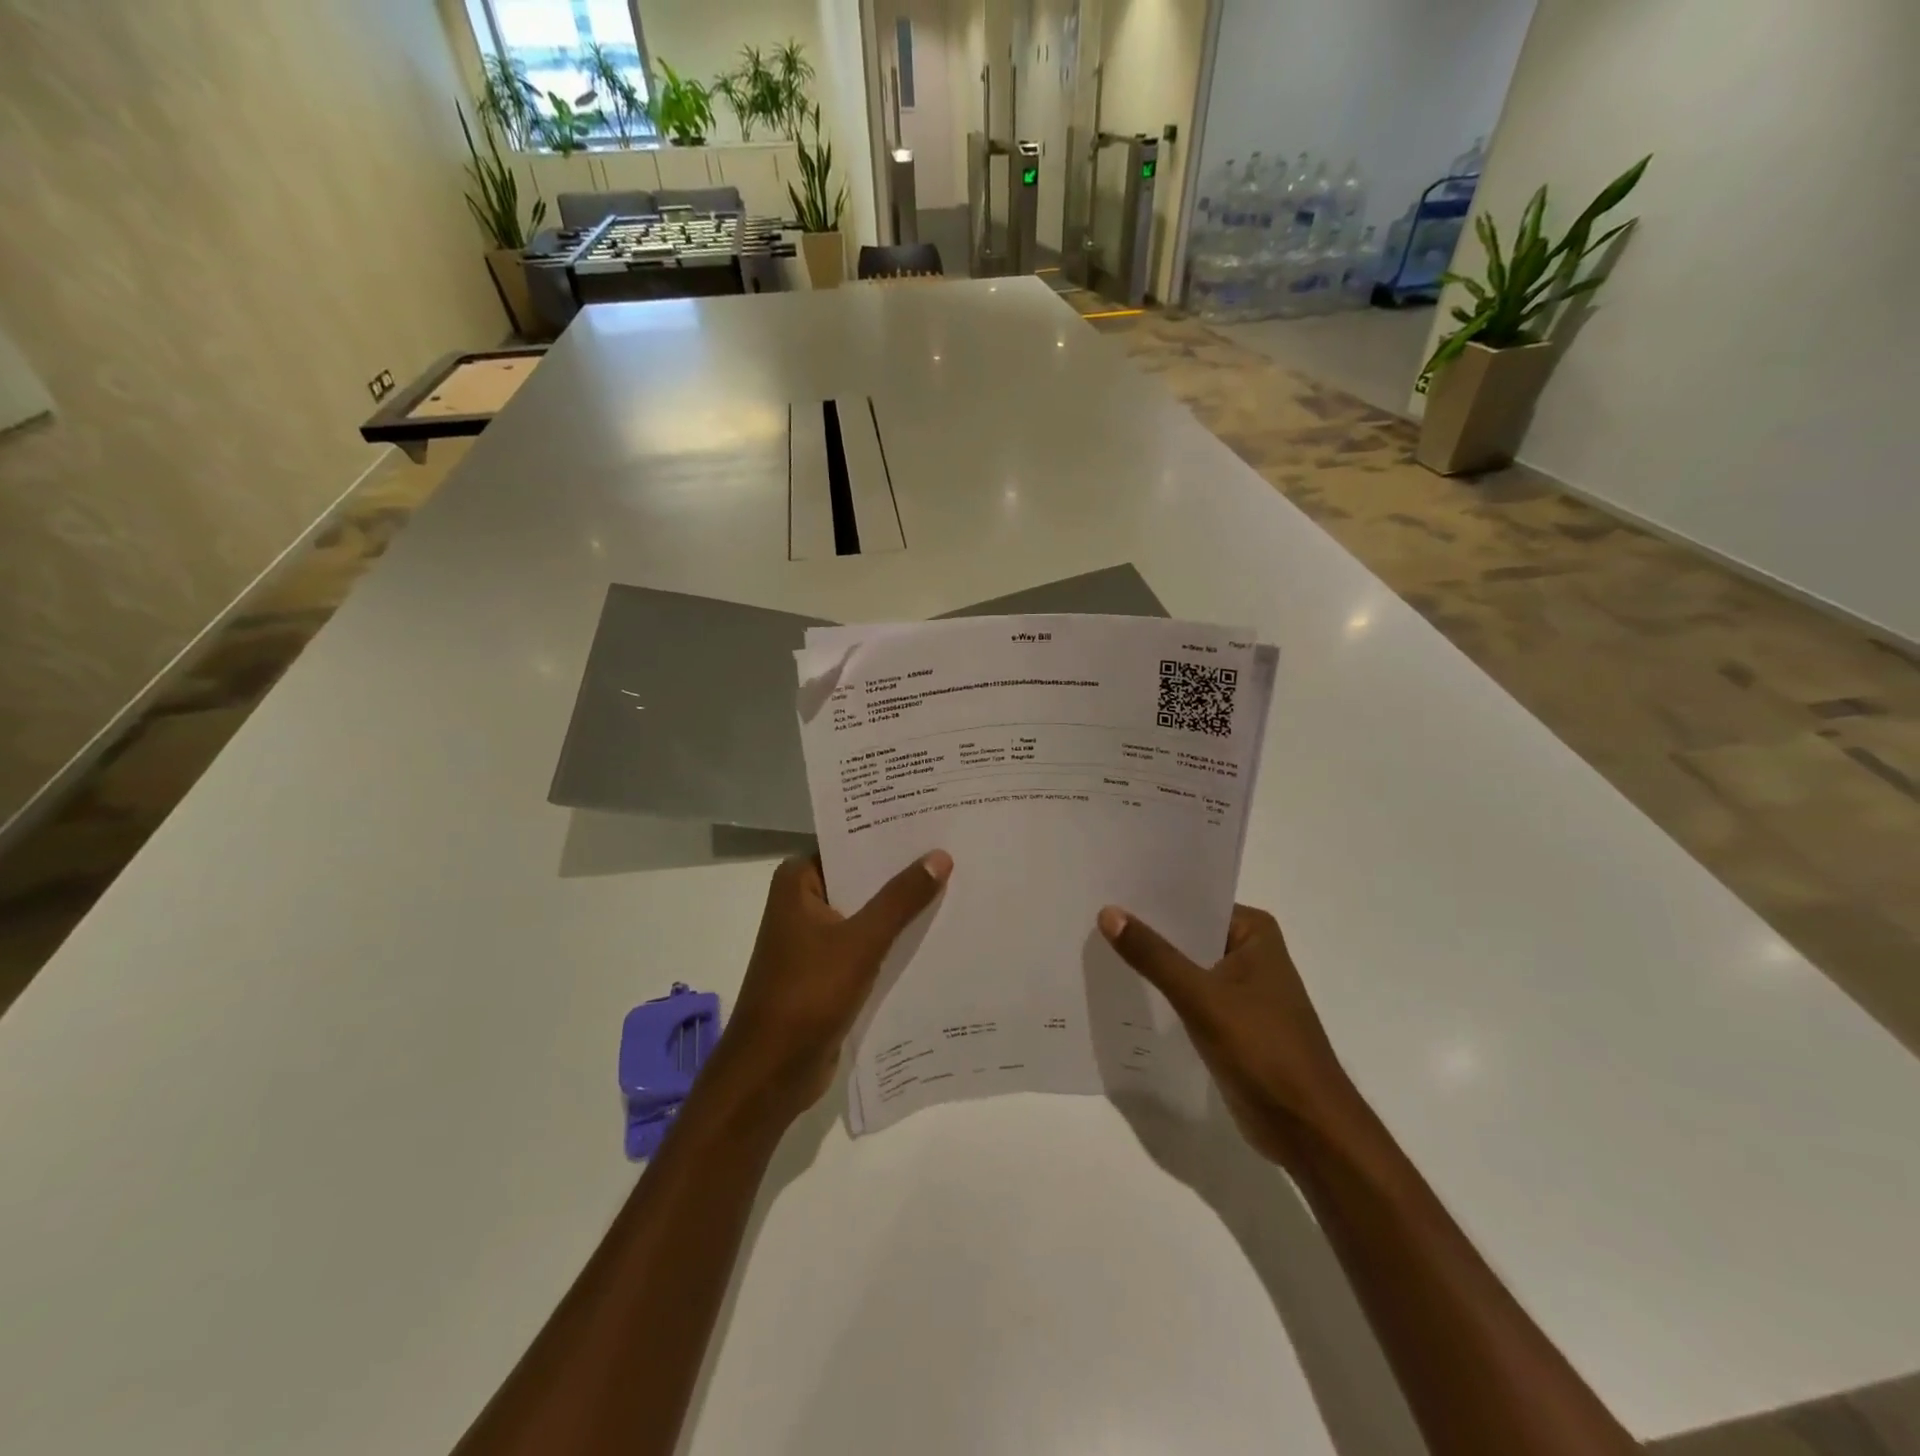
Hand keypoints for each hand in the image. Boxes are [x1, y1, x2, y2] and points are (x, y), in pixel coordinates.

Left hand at [724, 851, 952, 1113]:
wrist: (771, 1073)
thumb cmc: (807, 995)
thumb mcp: (860, 942)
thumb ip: (901, 899)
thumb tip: (940, 856)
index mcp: (797, 881)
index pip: (849, 844)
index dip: (890, 835)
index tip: (934, 822)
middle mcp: (803, 902)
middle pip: (861, 878)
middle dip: (903, 872)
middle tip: (956, 852)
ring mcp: (815, 938)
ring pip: (867, 913)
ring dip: (902, 909)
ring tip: (958, 886)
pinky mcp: (829, 970)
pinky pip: (868, 944)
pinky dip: (894, 940)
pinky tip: (936, 933)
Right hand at [1098, 903, 1355, 1165]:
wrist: (1307, 1128)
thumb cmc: (1263, 1050)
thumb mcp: (1201, 997)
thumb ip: (1153, 956)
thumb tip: (1108, 912)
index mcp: (1254, 932)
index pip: (1193, 901)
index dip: (1151, 896)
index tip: (1107, 888)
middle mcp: (1250, 951)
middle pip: (1187, 932)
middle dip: (1146, 930)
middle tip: (1091, 915)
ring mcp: (1241, 988)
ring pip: (1185, 965)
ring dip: (1152, 963)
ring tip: (1097, 946)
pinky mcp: (1231, 1021)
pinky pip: (1188, 995)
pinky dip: (1162, 993)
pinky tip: (1124, 989)